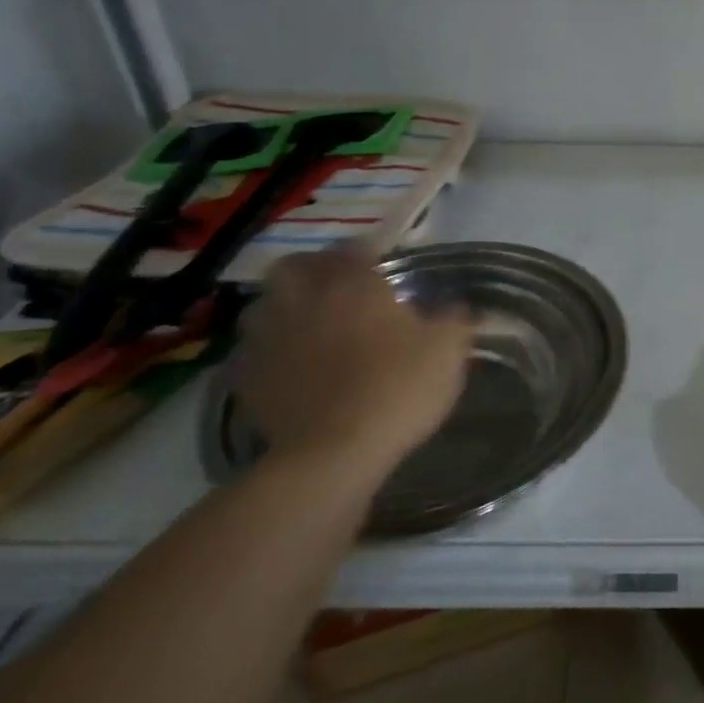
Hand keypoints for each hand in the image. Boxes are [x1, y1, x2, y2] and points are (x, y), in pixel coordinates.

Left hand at [232, 248, 474, 479]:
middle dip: (314, 271)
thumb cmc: (397, 389)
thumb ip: (455, 319)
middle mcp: (304, 298)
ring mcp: (268, 337)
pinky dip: (269, 352)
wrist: (334, 454)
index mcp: (353, 283)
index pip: (354, 248)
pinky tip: (290, 368)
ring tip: (309, 328)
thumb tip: (457, 305)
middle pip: (296, 266)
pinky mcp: (246, 377)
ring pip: (265, 306)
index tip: (385, 271)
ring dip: (284, 309)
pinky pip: (253, 351)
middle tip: (338, 291)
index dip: (369, 255)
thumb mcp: (448, 351)